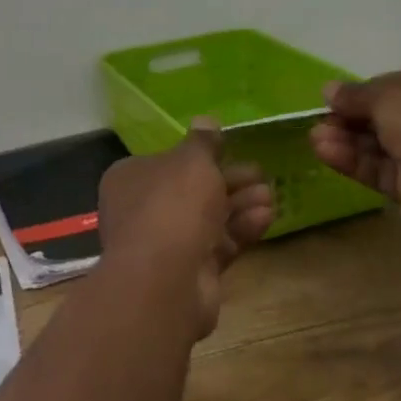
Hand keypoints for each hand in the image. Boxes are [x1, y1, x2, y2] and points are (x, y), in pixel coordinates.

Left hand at [97, 122, 275, 338]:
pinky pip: (217, 244)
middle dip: (228, 181)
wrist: (165, 280)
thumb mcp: (192, 161)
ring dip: (239, 204)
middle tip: (260, 173)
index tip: (229, 150)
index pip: (166, 161)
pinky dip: (240, 230)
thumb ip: (203, 142)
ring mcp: (164, 244)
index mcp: (130, 178)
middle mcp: (142, 210)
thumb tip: (205, 120)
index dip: (198, 156)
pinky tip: (266, 217)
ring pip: (207, 218)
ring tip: (270, 194)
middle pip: (191, 190)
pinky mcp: (189, 272)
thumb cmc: (172, 205)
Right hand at [309, 66, 400, 199]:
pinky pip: (381, 168)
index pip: (395, 87)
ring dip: (345, 140)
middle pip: (383, 118)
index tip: (335, 100)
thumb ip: (354, 94)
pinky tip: (325, 152)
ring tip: (315, 139)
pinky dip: (353, 160)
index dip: (362, 93)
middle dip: (349, 120)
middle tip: (320, 122)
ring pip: (379, 145)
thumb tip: (328, 90)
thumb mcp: (386, 94)